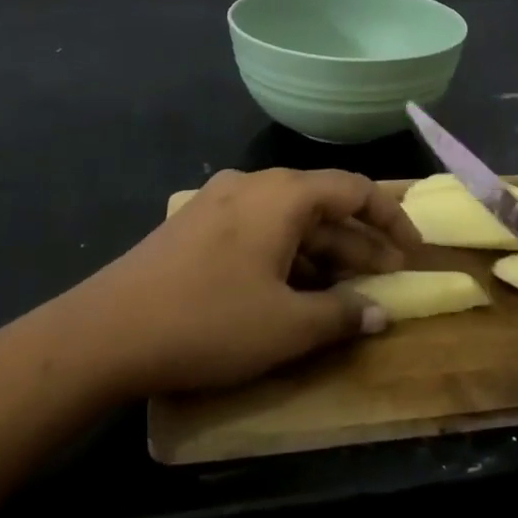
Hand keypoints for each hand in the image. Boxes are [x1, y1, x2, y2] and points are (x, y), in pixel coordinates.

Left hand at [78, 168, 418, 397]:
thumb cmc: (208, 322)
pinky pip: (259, 230)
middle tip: (388, 277)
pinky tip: (294, 290)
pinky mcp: (196, 226)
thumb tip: (380, 313)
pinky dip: (288, 255)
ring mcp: (220, 202)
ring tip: (348, 289)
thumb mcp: (286, 327)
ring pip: (289, 219)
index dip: (391, 218)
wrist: (105, 332)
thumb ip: (342, 315)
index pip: (354, 190)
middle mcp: (254, 185)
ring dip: (324, 252)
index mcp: (283, 195)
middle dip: (359, 241)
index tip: (413, 251)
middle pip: (322, 204)